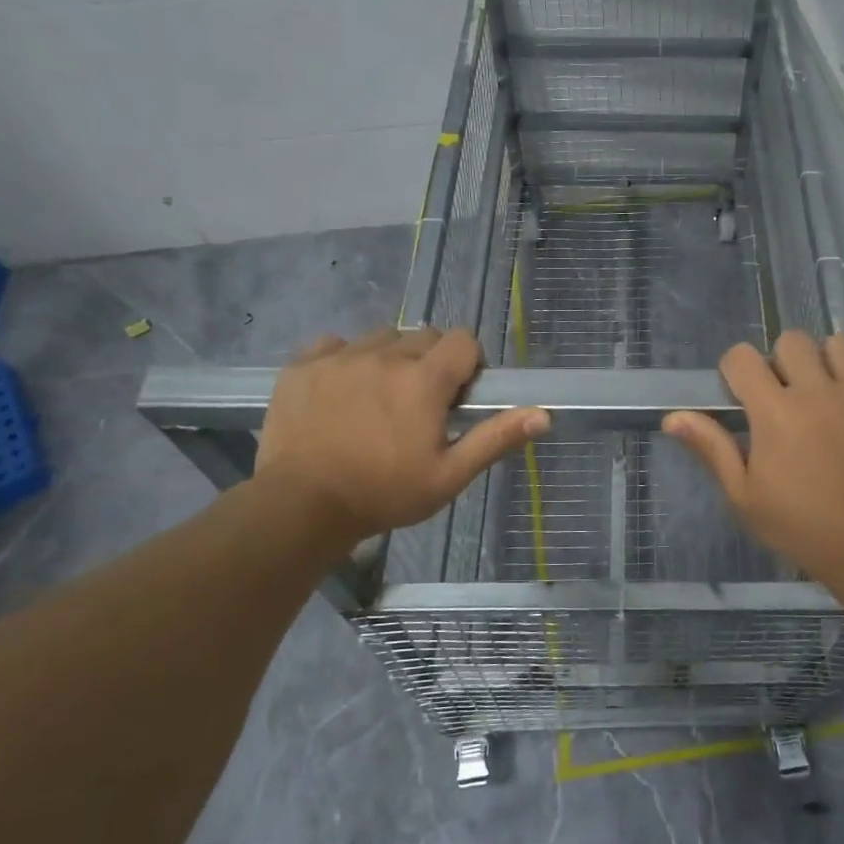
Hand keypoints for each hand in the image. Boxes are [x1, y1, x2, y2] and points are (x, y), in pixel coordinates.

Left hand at [255, 327, 548, 540]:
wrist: (300, 506)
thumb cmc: (384, 494)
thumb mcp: (449, 475)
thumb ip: (495, 438)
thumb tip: (543, 415)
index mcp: (424, 380)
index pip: (462, 340)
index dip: (468, 364)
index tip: (457, 396)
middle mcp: (385, 356)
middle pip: (423, 337)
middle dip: (431, 363)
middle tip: (419, 404)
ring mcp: (339, 357)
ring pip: (380, 338)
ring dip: (390, 359)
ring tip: (379, 398)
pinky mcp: (301, 366)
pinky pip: (334, 345)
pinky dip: (345, 360)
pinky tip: (341, 392)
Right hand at [664, 331, 843, 589]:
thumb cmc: (800, 527)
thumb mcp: (743, 495)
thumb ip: (711, 448)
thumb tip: (673, 416)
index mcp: (775, 411)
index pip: (742, 357)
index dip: (735, 371)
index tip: (741, 396)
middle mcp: (819, 391)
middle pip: (792, 340)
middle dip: (781, 361)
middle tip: (784, 395)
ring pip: (842, 344)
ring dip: (828, 360)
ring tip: (827, 390)